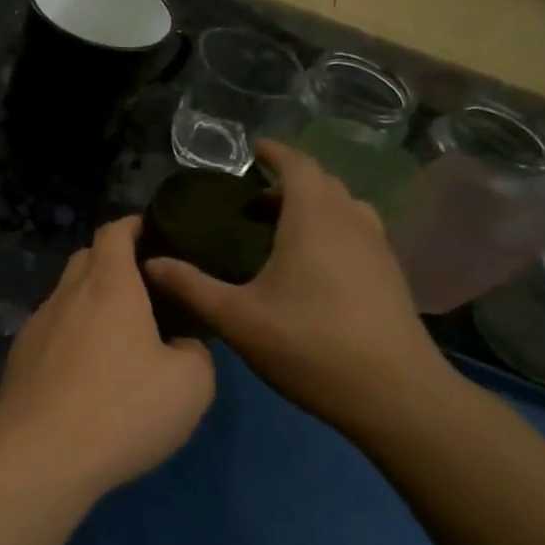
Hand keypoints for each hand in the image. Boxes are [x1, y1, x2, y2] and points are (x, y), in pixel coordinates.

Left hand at [0, 218, 215, 496]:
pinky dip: (70, 335)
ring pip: (65, 297)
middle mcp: (67, 295)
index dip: (133, 226)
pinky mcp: (19, 357)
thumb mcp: (191, 385)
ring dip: (89, 302)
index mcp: (109, 286)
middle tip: (141, 288)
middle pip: (85, 259)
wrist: (40, 455)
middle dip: (111, 262)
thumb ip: (195, 352)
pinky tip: (84, 372)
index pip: (114, 233)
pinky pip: (50, 331)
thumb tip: (180, 346)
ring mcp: (36, 325)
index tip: (150, 233)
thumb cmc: (122, 409)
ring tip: (115, 335)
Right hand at [143, 141, 457, 435]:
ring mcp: (378, 248)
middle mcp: (351, 221)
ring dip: (314, 205)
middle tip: (253, 201)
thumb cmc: (309, 345)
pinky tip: (314, 265)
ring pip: (344, 207)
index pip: (298, 164)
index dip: (276, 152)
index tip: (253, 150)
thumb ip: (191, 286)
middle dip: (289, 181)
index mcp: (314, 218)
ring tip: (283, 229)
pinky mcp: (391, 275)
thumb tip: (149, 262)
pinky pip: (358, 231)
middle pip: (322, 183)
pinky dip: (332, 228)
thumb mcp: (237, 318)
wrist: (395, 394)